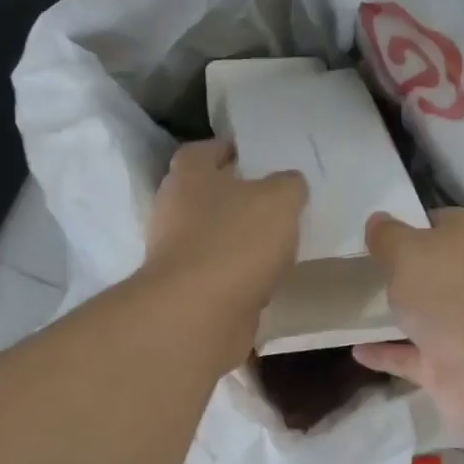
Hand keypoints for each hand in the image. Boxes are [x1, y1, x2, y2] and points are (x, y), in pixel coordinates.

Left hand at [143, 140, 307, 369]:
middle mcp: (174, 209)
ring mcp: (175, 253)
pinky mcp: (185, 289)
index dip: (228, 150)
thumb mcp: (280, 200)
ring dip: (238, 238)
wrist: (199, 314)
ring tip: (275, 242)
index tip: (254, 157)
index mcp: (189, 176)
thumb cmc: (237, 242)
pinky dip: (237, 273)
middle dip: (236, 197)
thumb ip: (289, 185)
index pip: (203, 150)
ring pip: (212, 235)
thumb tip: (289, 184)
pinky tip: (265, 279)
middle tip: (274, 200)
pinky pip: (217, 272)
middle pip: (206, 194)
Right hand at [352, 208, 463, 433]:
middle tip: (357, 270)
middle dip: (403, 271)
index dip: (407, 226)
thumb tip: (378, 220)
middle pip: (434, 270)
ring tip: (353, 308)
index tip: (373, 236)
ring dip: (396, 313)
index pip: (439, 223)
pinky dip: (387, 353)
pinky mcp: (452, 365)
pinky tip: (356, 350)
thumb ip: (387, 237)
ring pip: (425, 314)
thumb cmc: (452, 293)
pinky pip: (411, 355)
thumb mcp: (408, 251)